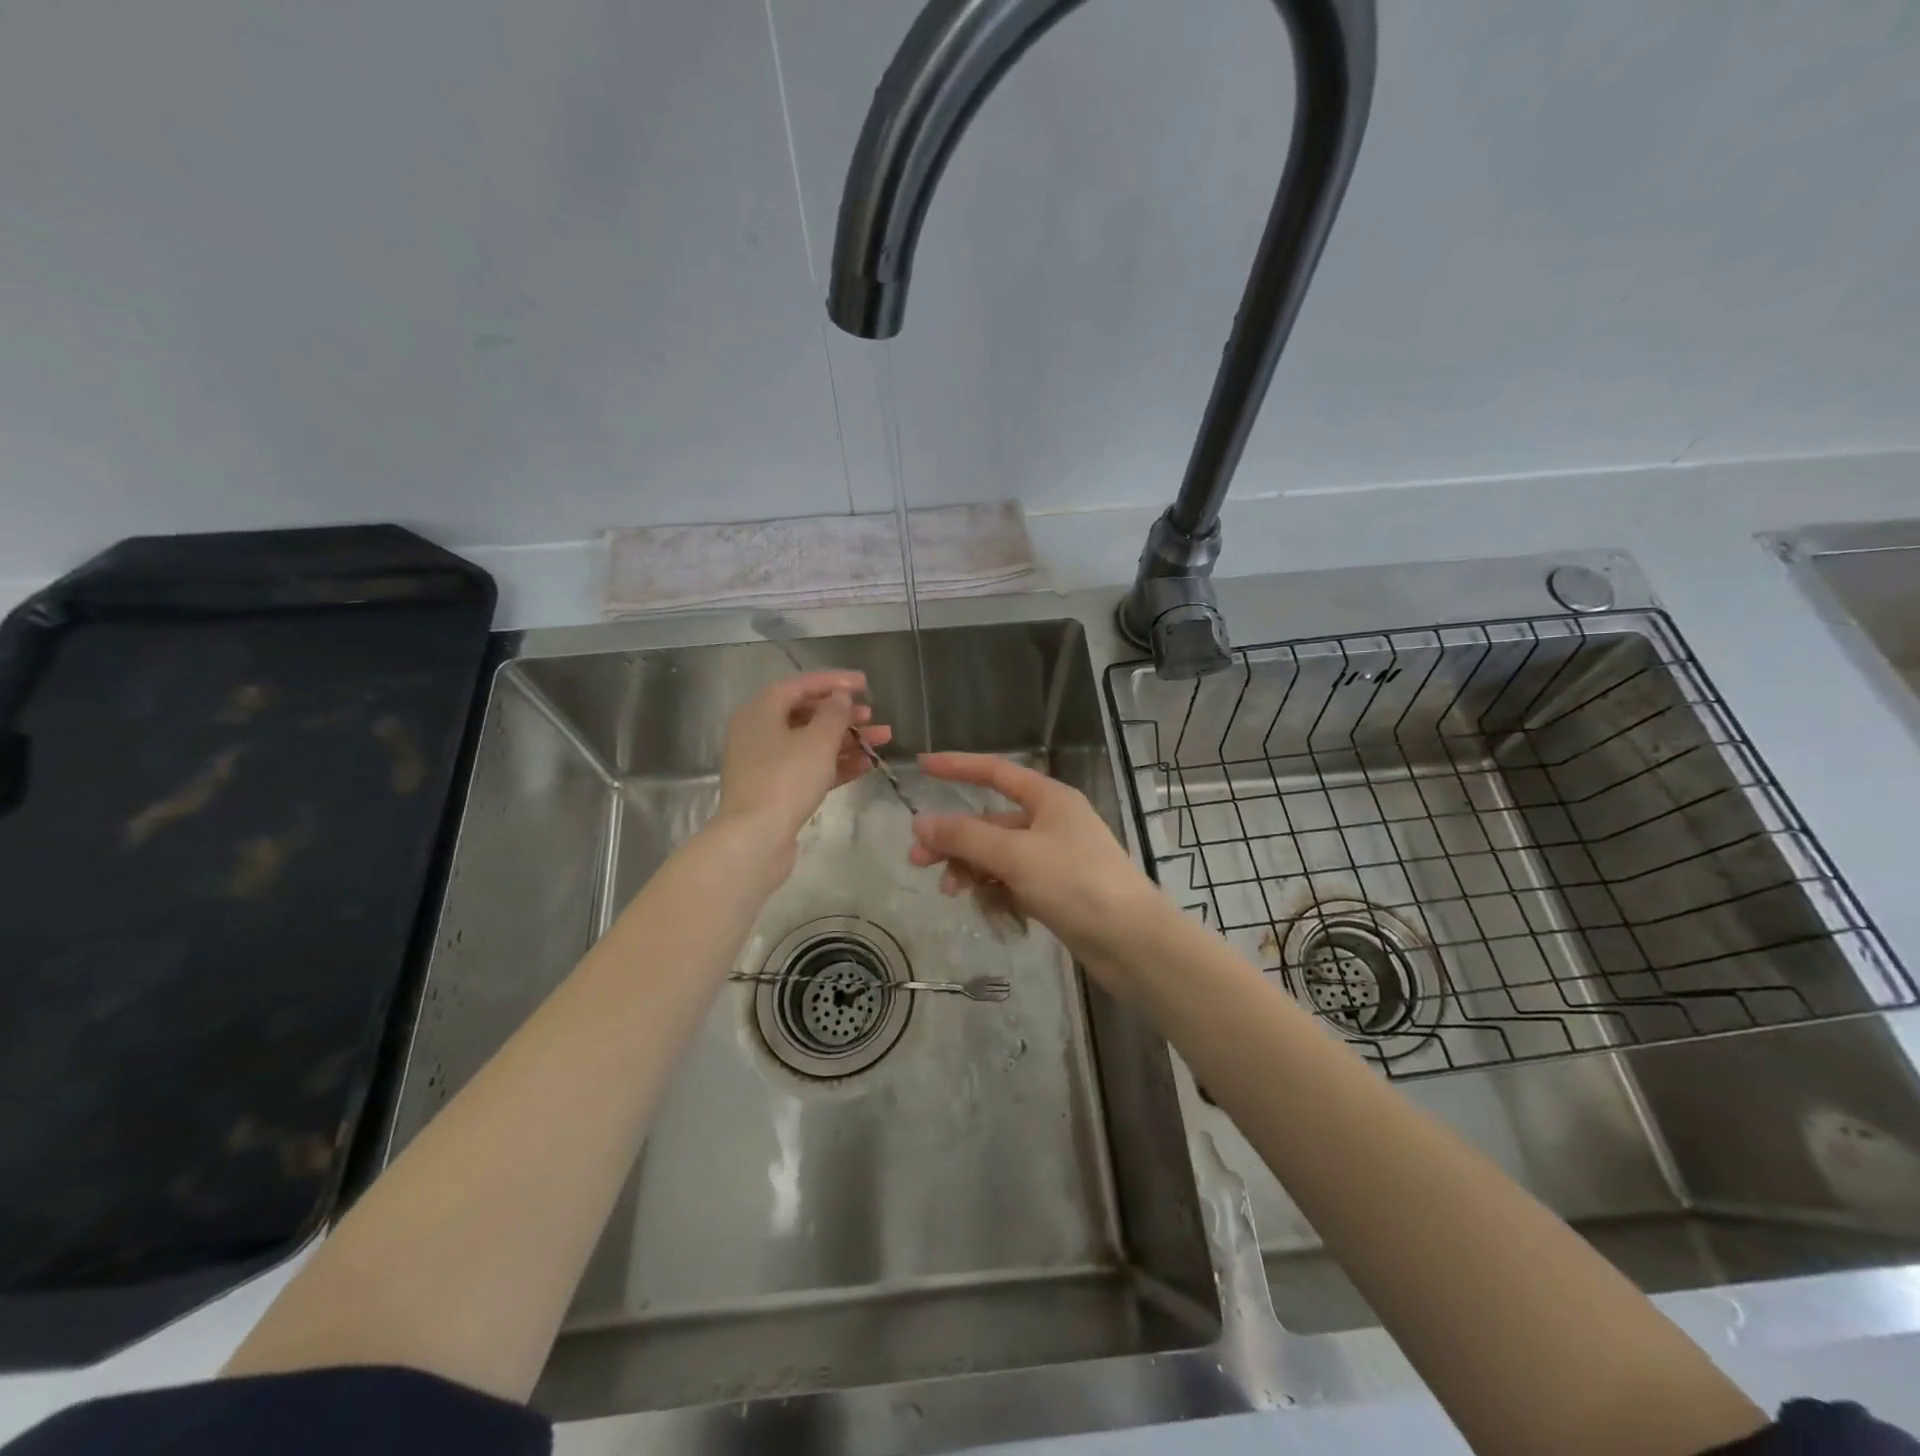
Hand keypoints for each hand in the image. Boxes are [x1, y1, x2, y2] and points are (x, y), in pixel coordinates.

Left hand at [715, 671, 891, 883]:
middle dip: (843, 714)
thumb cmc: (786, 779)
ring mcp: (765, 763)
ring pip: (810, 743)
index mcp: (760, 711)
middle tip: (873, 715)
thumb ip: (834, 713)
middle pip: (805, 714)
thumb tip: (840, 696)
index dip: (835, 681)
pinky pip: (809, 768)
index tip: (866, 683)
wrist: (755, 839)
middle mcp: (758, 732)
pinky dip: (836, 764)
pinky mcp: (775, 790)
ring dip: (846, 740)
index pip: (800, 685)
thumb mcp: (817, 740)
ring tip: (881, 739)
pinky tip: (867, 765)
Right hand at [907, 752, 1166, 979]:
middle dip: (955, 839)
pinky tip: (986, 907)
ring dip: (971, 869)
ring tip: (951, 892)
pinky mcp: (1055, 891)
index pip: (996, 772)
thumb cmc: (1075, 882)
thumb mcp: (1015, 854)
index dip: (958, 766)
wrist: (1131, 941)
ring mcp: (1054, 858)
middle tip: (917, 861)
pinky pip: (1012, 882)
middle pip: (991, 822)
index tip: (922, 765)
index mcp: (1049, 799)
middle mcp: (1051, 822)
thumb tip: (921, 823)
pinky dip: (995, 890)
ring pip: (999, 855)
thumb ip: (965, 837)